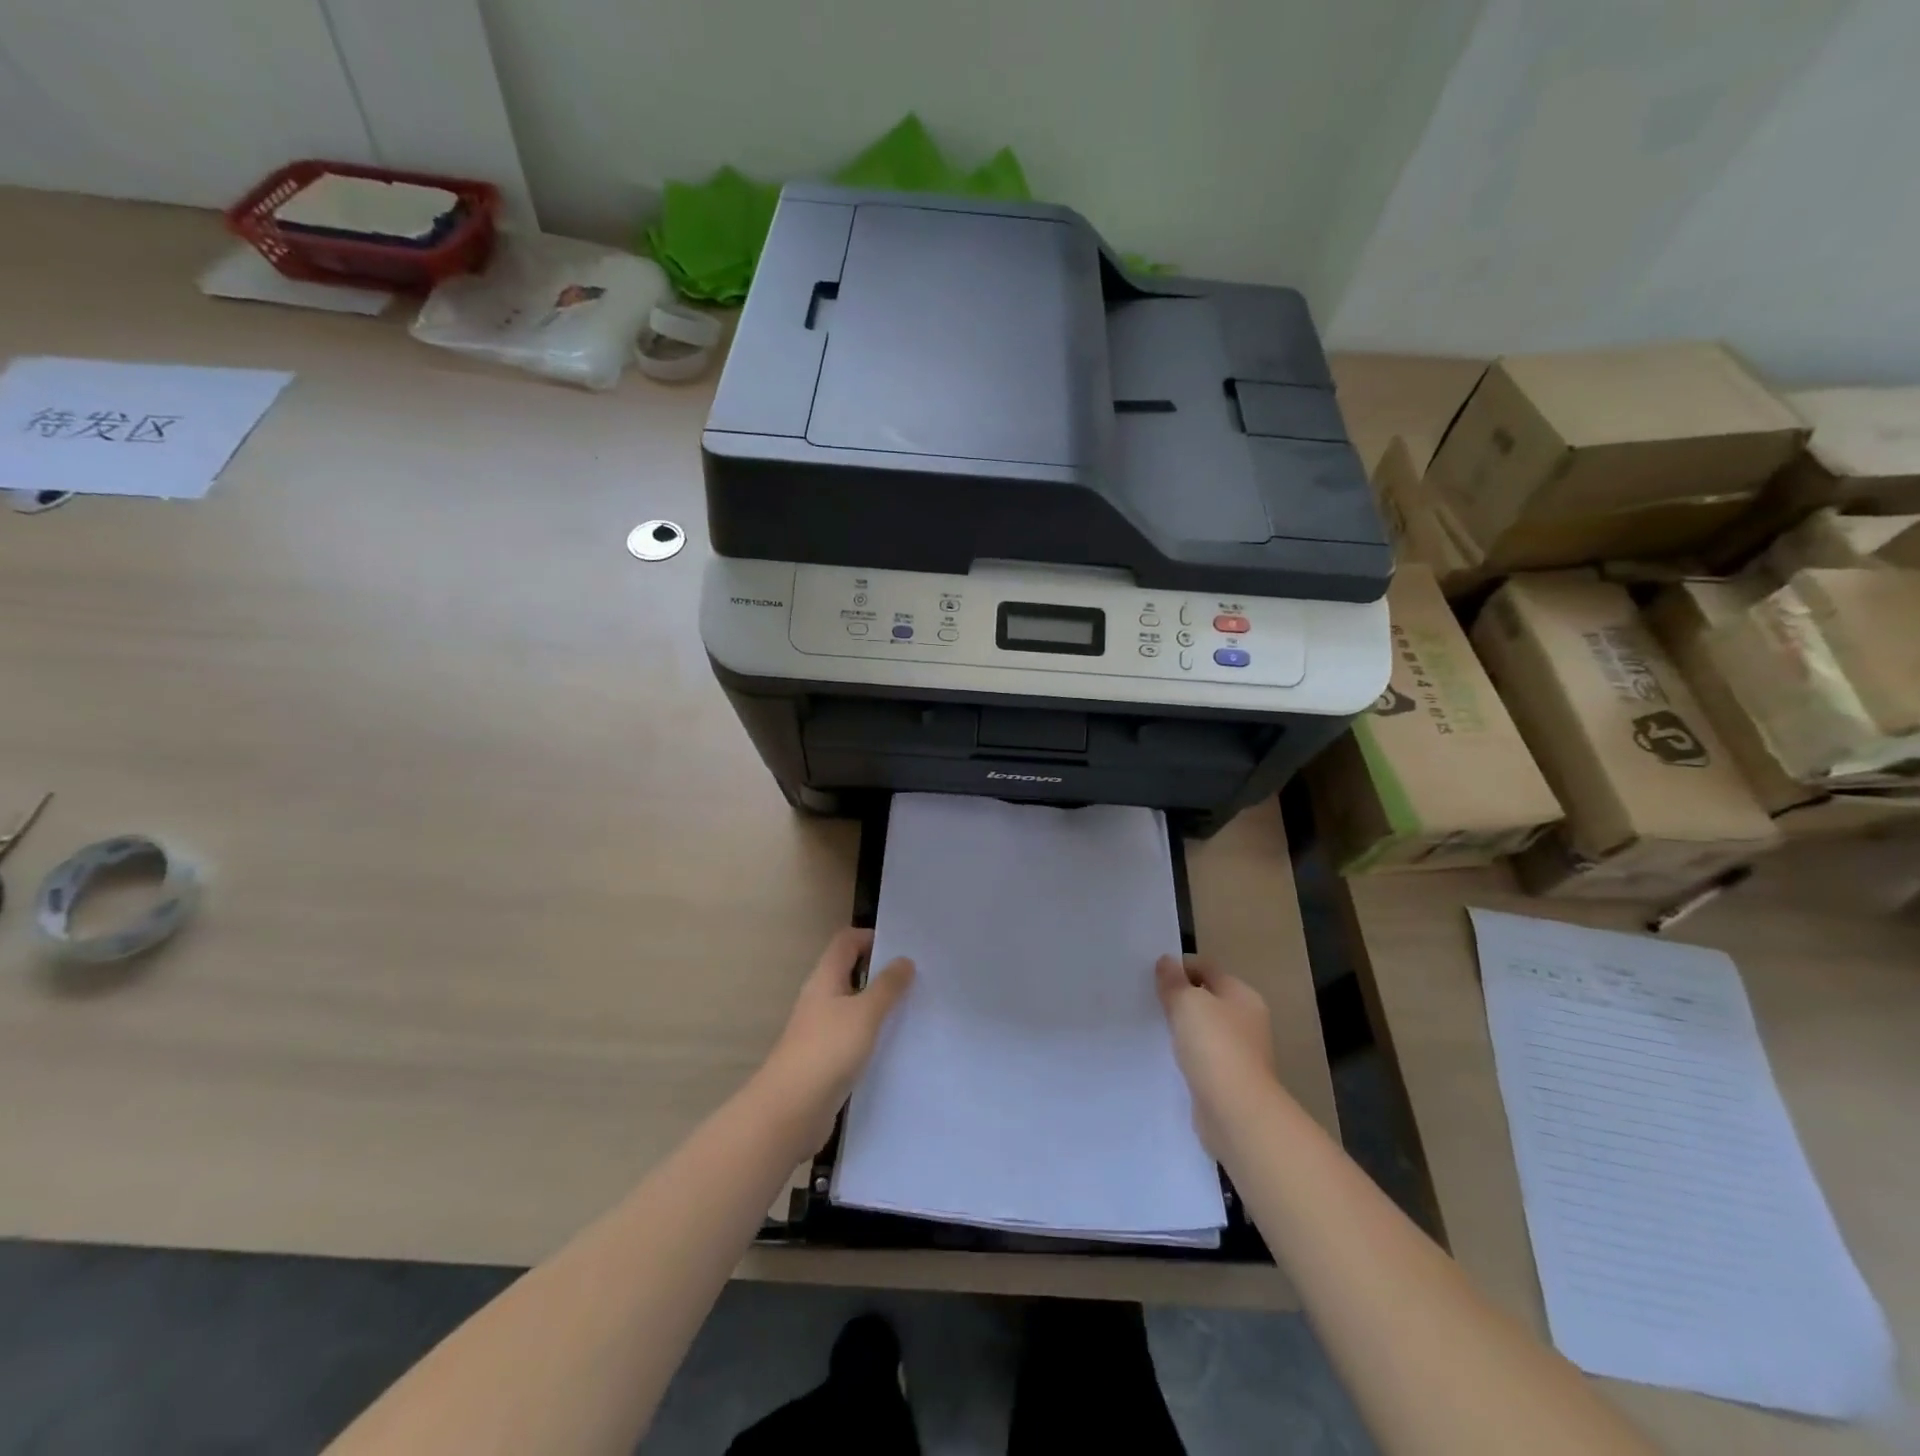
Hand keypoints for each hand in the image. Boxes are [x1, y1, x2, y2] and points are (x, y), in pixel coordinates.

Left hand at [755, 928, 914, 1149]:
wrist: (790, 1111)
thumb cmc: (828, 1050)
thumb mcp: (865, 1013)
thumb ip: (887, 986)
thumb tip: (904, 960)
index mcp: (825, 978)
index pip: (846, 941)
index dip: (871, 938)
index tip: (903, 948)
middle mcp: (820, 999)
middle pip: (850, 972)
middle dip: (880, 972)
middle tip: (916, 978)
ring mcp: (820, 1030)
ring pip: (853, 1006)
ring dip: (878, 1005)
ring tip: (912, 1009)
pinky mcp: (825, 1059)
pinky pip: (852, 1036)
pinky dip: (872, 1034)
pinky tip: (894, 1045)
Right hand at [1156, 954, 1275, 1157]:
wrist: (1236, 1112)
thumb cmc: (1215, 1046)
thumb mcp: (1187, 1003)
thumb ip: (1174, 981)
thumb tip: (1167, 961)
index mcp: (1243, 995)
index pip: (1207, 969)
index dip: (1180, 968)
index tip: (1151, 976)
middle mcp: (1246, 1021)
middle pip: (1207, 998)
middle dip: (1180, 998)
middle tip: (1148, 1000)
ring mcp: (1240, 1052)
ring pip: (1204, 1029)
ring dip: (1182, 1028)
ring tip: (1153, 1027)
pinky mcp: (1229, 1080)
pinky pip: (1202, 1057)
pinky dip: (1187, 1055)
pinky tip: (1167, 1057)